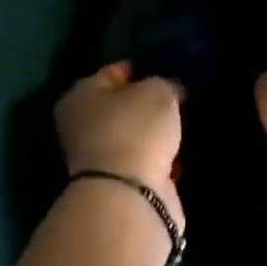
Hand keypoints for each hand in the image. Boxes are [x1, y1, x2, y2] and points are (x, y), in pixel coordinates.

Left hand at [55, 63, 184, 226]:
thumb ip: (165, 84)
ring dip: (157, 135)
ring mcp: (100, 160)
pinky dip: (162, 160)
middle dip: (149, 105)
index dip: (141, 69)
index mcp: (80, 96)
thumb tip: (170, 91)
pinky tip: (182, 154)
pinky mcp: (120, 185)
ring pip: (135, 137)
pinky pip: (146, 163)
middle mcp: (83, 126)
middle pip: (123, 107)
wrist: (130, 195)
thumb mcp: (158, 91)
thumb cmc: (135, 129)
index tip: (166, 70)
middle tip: (179, 99)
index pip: (113, 73)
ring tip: (186, 125)